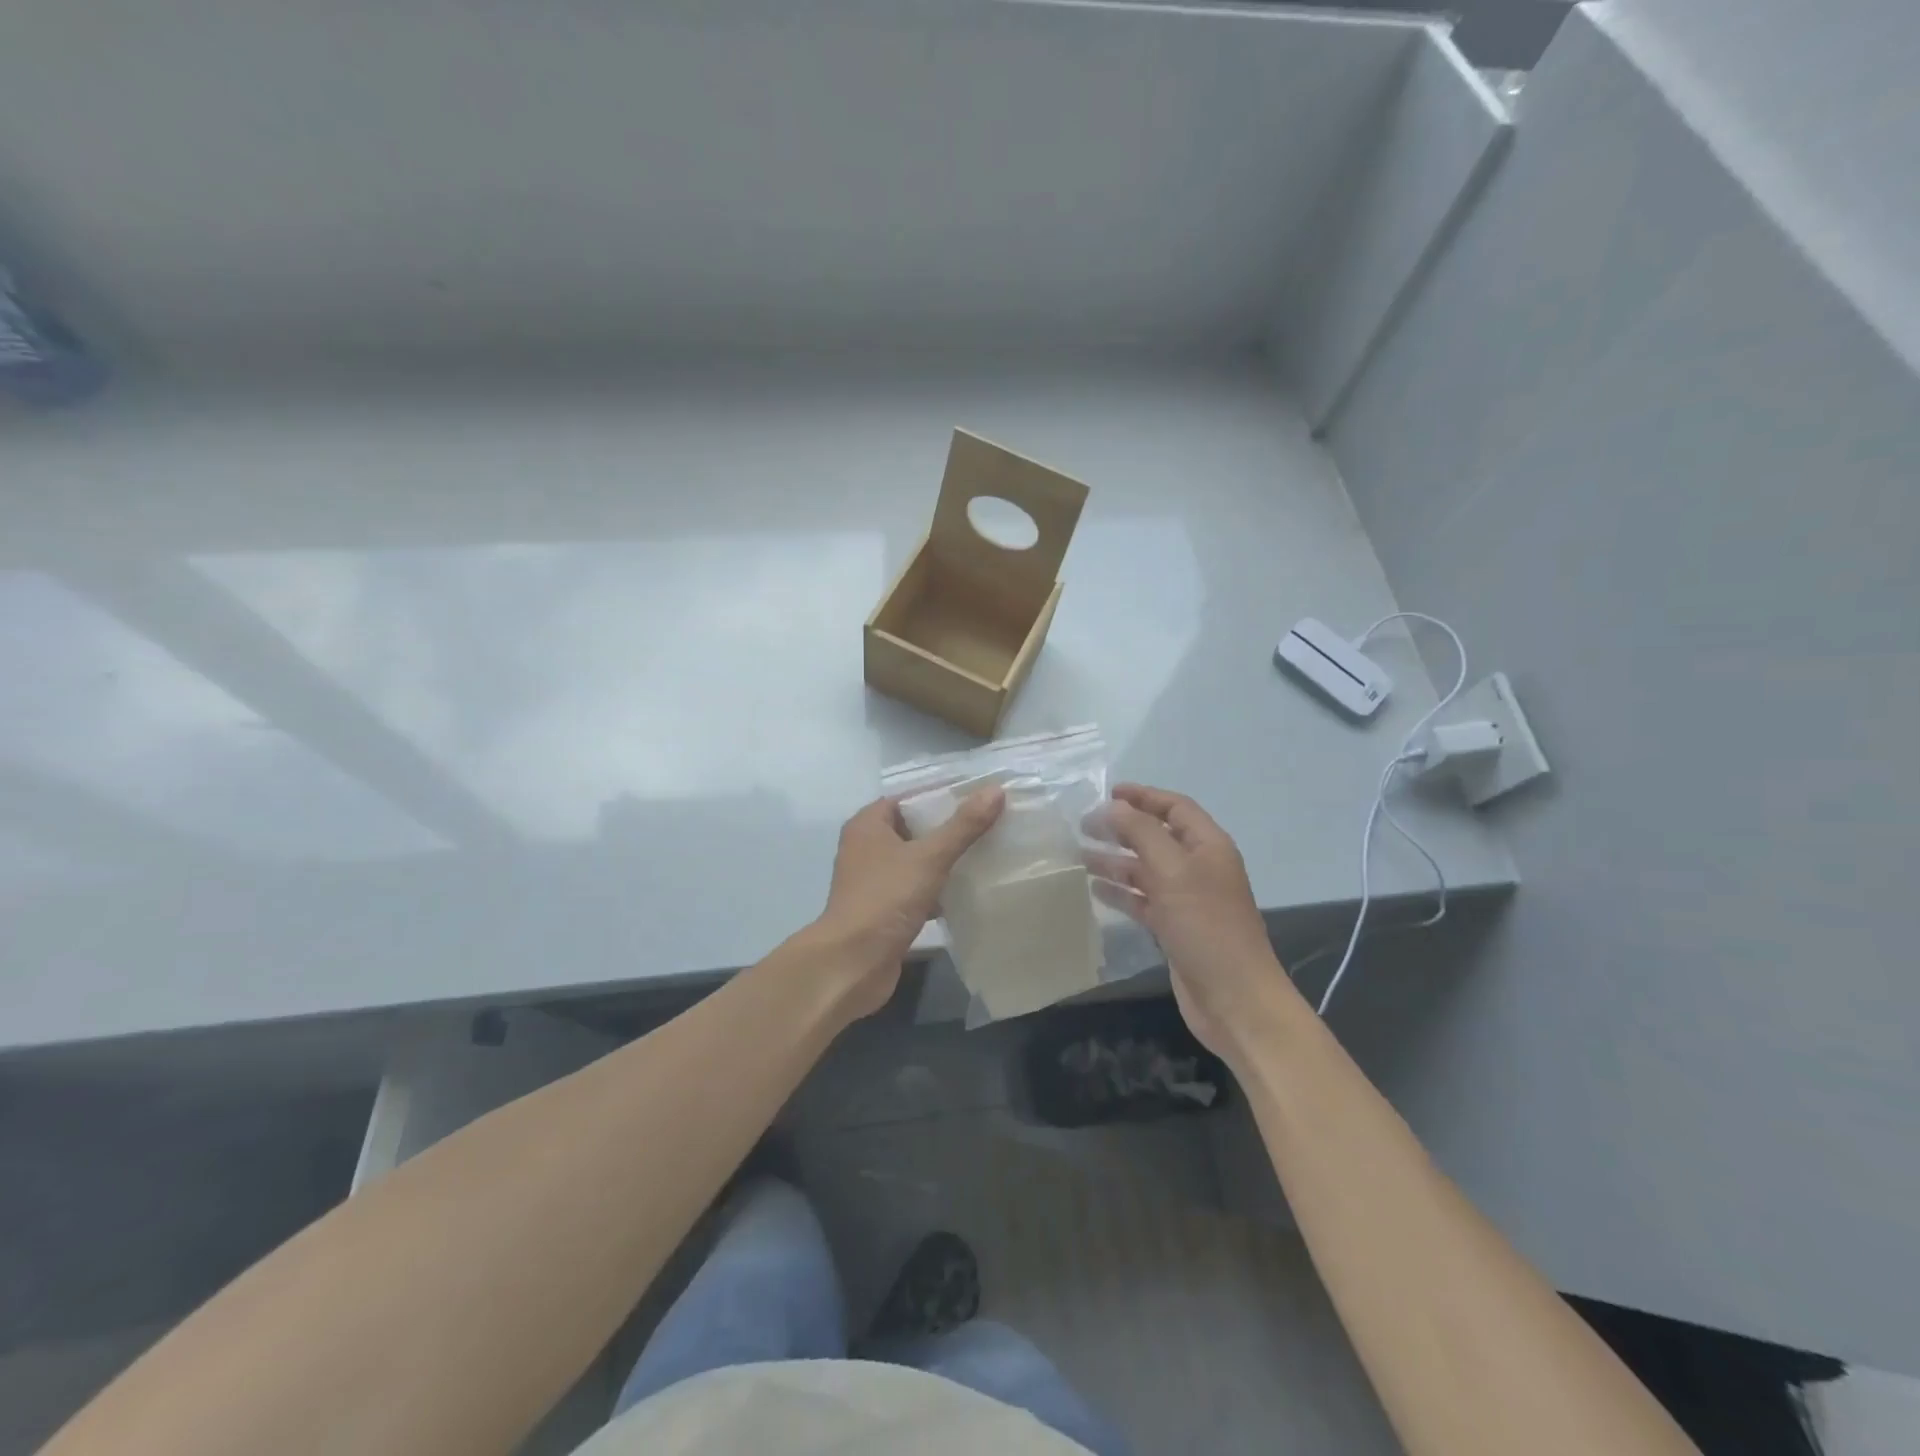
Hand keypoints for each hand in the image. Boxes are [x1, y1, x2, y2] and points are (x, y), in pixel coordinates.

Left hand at [815, 787, 1005, 1018]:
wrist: (853, 963)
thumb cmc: (885, 899)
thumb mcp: (929, 857)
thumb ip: (963, 825)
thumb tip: (996, 790)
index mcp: (867, 825)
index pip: (907, 798)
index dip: (940, 795)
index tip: (977, 796)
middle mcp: (865, 848)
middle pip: (912, 829)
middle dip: (947, 828)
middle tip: (988, 824)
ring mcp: (872, 881)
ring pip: (915, 861)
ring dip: (943, 860)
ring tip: (984, 853)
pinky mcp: (882, 909)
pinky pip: (915, 889)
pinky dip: (936, 889)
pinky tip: (966, 891)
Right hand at [1093, 783, 1295, 1058]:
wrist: (1234, 999)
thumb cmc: (1206, 927)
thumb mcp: (1173, 871)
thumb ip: (1141, 833)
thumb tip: (1113, 807)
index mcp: (1208, 846)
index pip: (1174, 807)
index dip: (1143, 796)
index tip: (1106, 794)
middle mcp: (1199, 867)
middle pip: (1157, 836)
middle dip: (1122, 828)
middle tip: (1082, 826)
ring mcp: (1187, 899)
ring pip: (1146, 869)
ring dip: (1115, 860)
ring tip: (1079, 856)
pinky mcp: (1175, 928)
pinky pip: (1143, 900)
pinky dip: (1120, 892)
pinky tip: (1095, 889)